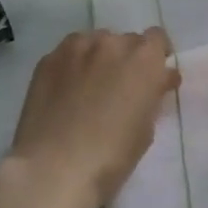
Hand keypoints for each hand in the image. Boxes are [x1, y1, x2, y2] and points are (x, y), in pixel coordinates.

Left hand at [3, 29, 179, 207]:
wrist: (53, 168)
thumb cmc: (111, 157)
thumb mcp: (146, 129)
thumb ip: (153, 95)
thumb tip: (159, 79)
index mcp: (143, 59)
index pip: (157, 38)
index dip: (157, 56)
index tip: (154, 75)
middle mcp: (111, 43)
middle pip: (125, 41)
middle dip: (128, 60)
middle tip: (120, 88)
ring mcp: (76, 47)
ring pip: (95, 43)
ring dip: (99, 59)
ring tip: (90, 88)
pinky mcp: (48, 59)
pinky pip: (69, 54)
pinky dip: (73, 66)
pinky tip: (66, 91)